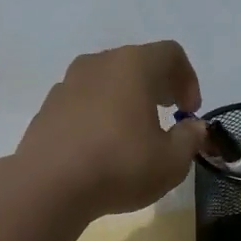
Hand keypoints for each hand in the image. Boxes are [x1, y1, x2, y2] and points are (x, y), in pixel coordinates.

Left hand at [13, 41, 213, 219]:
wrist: (48, 186)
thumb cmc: (119, 166)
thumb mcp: (171, 161)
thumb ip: (190, 139)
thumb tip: (194, 127)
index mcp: (133, 65)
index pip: (170, 54)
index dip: (188, 80)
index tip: (190, 112)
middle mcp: (98, 63)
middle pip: (136, 63)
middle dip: (157, 87)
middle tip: (167, 116)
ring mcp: (67, 83)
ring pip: (107, 81)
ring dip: (126, 100)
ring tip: (133, 133)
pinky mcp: (47, 107)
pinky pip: (83, 101)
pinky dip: (98, 114)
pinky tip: (101, 147)